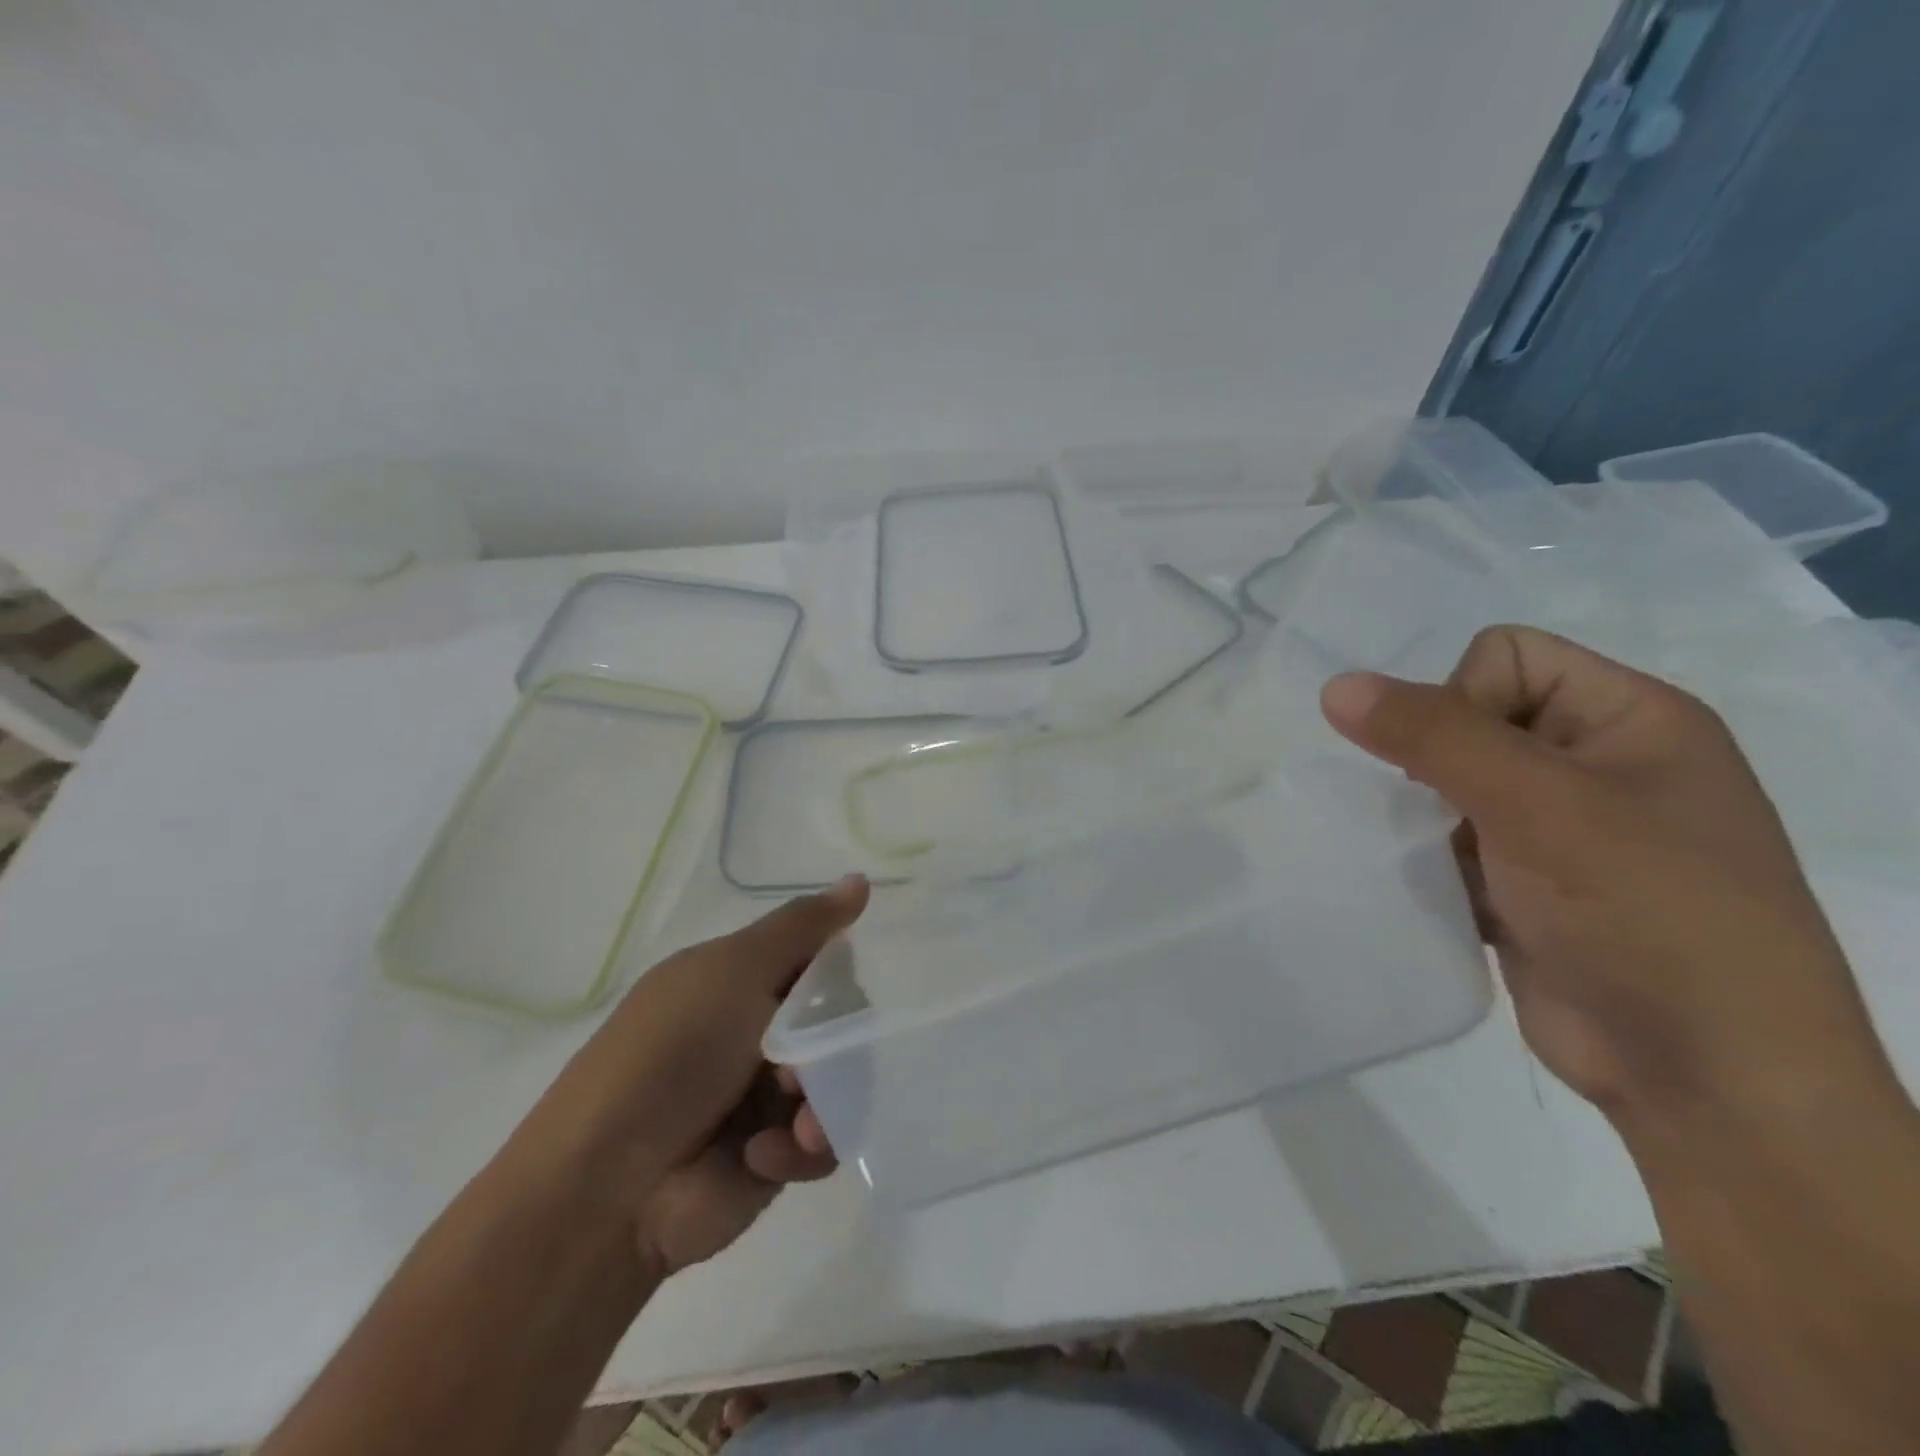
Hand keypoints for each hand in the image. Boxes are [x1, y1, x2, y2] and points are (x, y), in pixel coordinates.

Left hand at [505, 876, 869, 1278]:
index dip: (835, 972)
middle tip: (799, 1064)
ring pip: (842, 1080)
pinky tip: (766, 1156)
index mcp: (737, 982)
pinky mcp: (776, 1157)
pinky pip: (825, 1138)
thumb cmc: (670, 1057)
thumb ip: (803, 926)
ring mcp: (766, 1097)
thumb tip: (861, 877)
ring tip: (797, 1126)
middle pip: (838, 1022)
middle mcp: (756, 1033)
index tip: (836, 988)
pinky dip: (804, 1147)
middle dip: (834, 1043)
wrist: (606, 1191)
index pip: (816, 960)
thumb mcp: (734, 971)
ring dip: (826, 1100)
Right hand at [1320, 626, 1891, 1125]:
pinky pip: (1448, 838)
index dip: (1460, 698)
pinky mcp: (1524, 880)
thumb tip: (1334, 685)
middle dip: (1435, 763)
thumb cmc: (1645, 915)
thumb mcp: (1539, 807)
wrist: (1703, 1078)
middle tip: (1449, 816)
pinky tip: (1436, 889)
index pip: (1505, 656)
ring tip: (1438, 859)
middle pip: (1469, 717)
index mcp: (1630, 719)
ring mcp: (1560, 827)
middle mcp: (1596, 763)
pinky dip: (1428, 856)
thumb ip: (1433, 737)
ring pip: (1448, 782)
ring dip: (1425, 815)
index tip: (1463, 768)